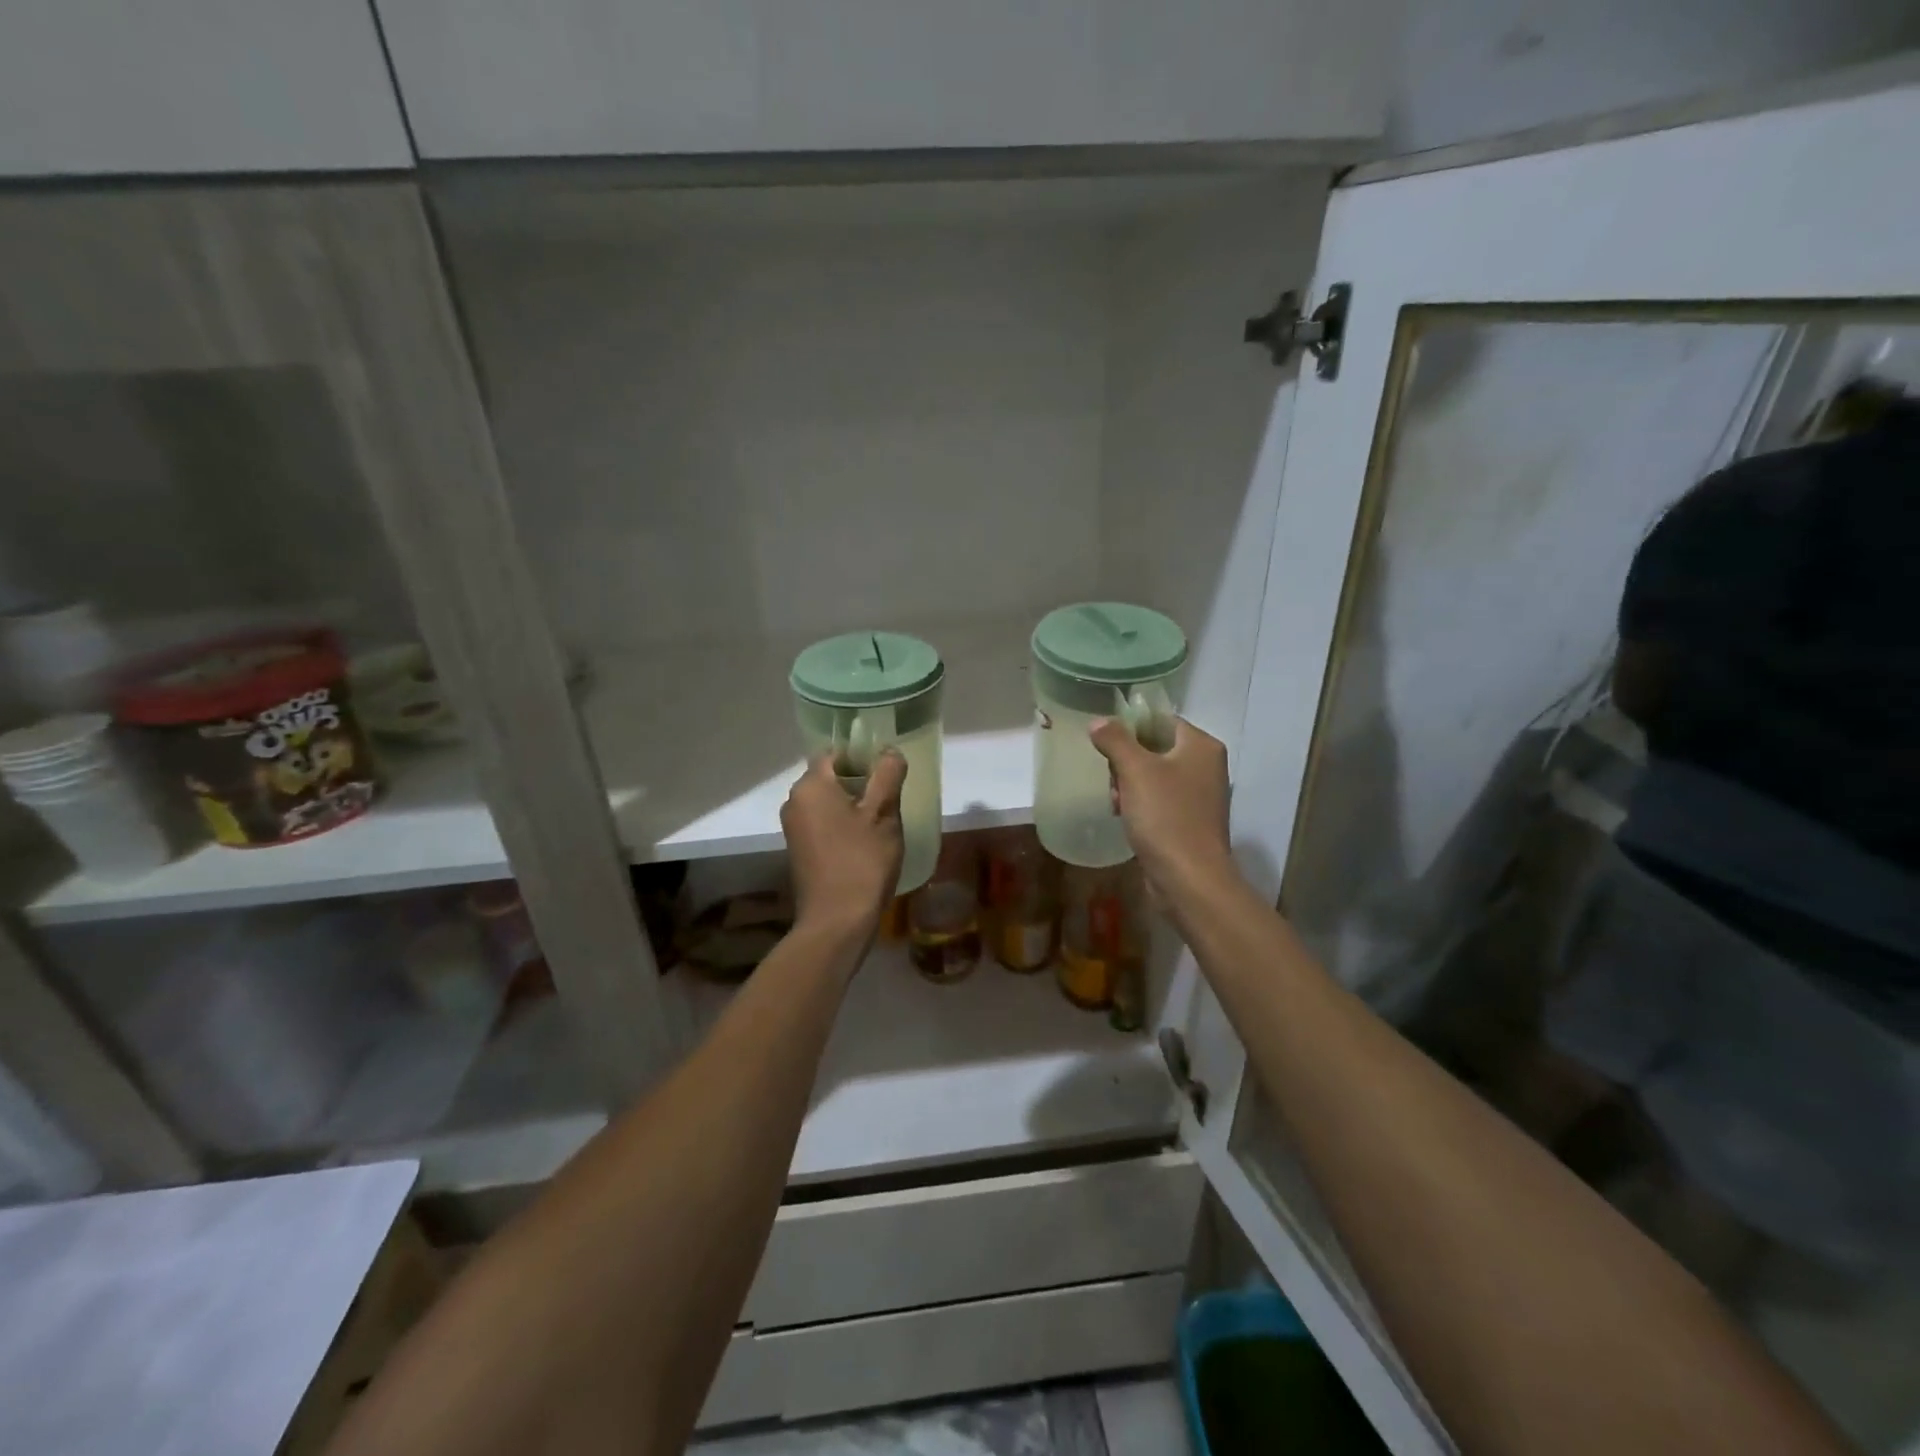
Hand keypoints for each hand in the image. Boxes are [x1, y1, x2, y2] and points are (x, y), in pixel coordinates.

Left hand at [781, 749, 906, 937]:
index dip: (862, 756)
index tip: (887, 772)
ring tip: (881, 823)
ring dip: (853, 805)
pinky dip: (842, 825)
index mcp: (811, 786)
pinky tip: (865, 843)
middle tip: (890, 798)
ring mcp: (794, 828)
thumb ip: (887, 775)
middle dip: (860, 782)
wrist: (837, 921)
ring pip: (827, 802)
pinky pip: (823, 823)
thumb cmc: (862, 861)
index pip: (835, 753)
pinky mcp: (799, 850)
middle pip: (830, 776)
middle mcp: (794, 801)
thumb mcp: (883, 814)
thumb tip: (889, 751)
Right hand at [1089, 716, 1232, 905]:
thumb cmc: (1165, 816)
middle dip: (1126, 763)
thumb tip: (1098, 721)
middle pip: (1155, 749)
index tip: (1106, 745)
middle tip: (1112, 782)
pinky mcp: (1191, 822)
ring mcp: (1201, 797)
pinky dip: (1141, 806)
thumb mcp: (1135, 770)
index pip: (1161, 721)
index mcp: (1202, 746)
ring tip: (1116, 804)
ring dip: (1129, 786)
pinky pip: (1160, 802)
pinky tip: (1126, 820)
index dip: (1131, 728)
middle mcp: (1207, 767)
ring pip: (1154, 777)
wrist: (1189, 879)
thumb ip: (1115, 740)